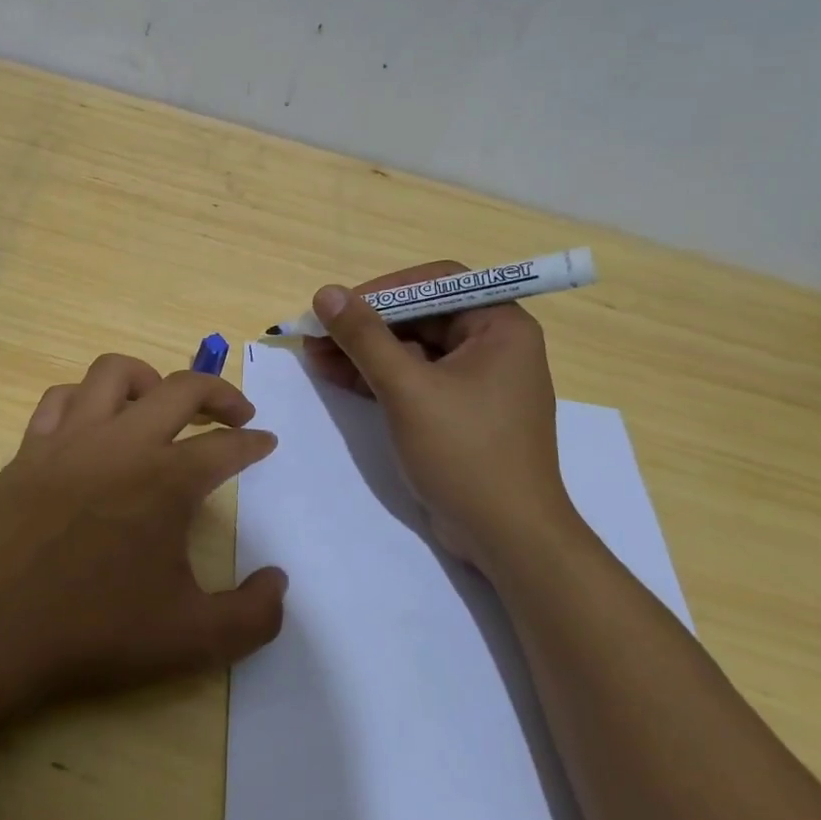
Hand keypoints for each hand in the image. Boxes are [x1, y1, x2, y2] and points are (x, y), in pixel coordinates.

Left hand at [0, 354, 287, 711]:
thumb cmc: (93, 632)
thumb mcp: (191, 639)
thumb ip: (252, 615)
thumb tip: (279, 581)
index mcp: (166, 480)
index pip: (225, 448)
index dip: (253, 444)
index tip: (265, 442)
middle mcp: (121, 443)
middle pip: (181, 388)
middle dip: (218, 393)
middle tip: (235, 414)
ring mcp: (68, 440)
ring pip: (113, 373)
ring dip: (149, 379)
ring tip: (161, 405)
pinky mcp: (27, 450)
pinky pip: (60, 399)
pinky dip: (85, 399)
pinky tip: (92, 425)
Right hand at [303, 263, 573, 571]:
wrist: (507, 537)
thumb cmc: (466, 452)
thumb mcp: (407, 389)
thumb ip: (364, 337)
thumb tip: (326, 293)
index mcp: (501, 327)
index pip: (437, 282)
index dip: (385, 289)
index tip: (341, 306)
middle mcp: (493, 345)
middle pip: (420, 316)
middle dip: (365, 325)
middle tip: (317, 333)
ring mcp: (476, 381)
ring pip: (411, 349)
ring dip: (363, 351)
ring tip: (313, 354)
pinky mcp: (459, 410)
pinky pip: (413, 378)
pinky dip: (377, 376)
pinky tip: (335, 375)